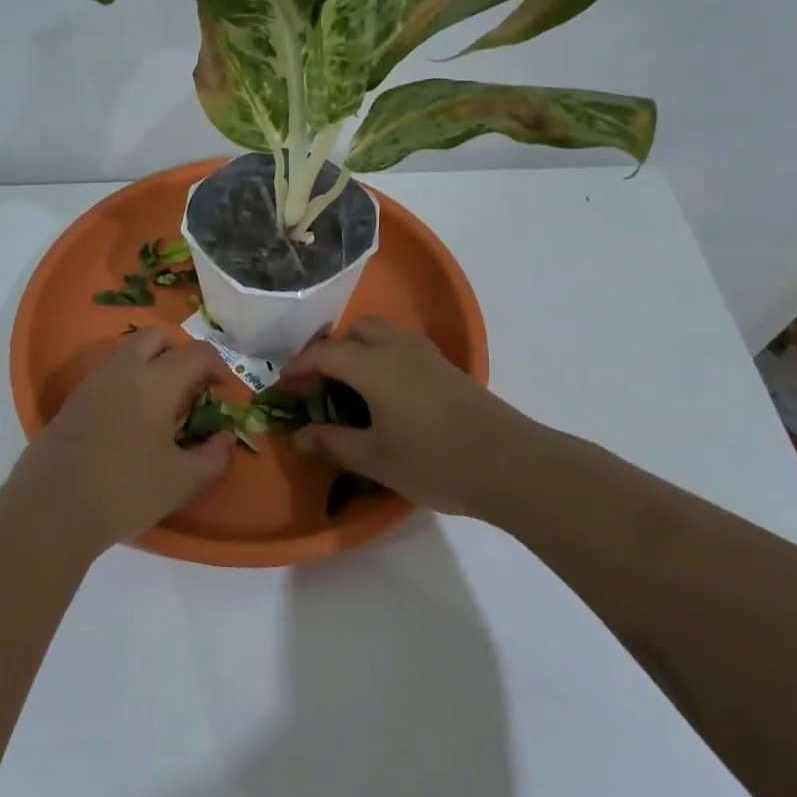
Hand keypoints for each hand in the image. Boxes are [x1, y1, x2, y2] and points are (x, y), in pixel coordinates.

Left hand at [7, 327, 234, 555]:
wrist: (52, 510)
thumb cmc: (126, 491)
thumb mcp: (183, 481)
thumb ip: (213, 456)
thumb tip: (224, 438)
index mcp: (155, 382)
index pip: (196, 353)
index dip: (217, 365)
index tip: (223, 390)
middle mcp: (122, 371)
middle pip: (155, 338)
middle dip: (179, 353)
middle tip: (190, 387)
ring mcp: (90, 384)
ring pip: (126, 354)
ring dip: (149, 366)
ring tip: (159, 407)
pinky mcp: (70, 403)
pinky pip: (105, 378)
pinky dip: (125, 385)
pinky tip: (129, 424)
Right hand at [284, 317, 531, 517]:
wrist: (511, 466)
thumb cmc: (433, 461)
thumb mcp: (373, 458)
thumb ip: (332, 443)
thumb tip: (298, 437)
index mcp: (373, 365)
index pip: (325, 353)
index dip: (300, 366)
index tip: (285, 386)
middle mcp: (398, 348)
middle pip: (357, 331)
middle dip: (333, 351)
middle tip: (321, 384)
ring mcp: (428, 356)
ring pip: (384, 336)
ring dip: (361, 352)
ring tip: (352, 389)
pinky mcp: (449, 369)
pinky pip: (404, 349)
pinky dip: (385, 360)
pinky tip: (388, 396)